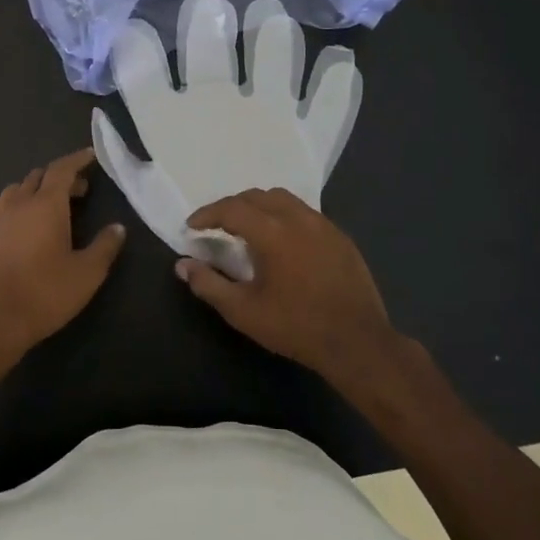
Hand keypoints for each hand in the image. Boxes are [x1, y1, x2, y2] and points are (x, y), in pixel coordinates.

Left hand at [0, 147, 126, 374]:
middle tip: (81, 188)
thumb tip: (118, 228)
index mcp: (45, 205)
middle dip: (61, 176)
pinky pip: (8, 209)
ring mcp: (0, 222)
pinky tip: (35, 230)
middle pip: (39, 177)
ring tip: (56, 205)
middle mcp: (20, 205)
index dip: (77, 160)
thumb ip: (104, 247)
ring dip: (38, 189)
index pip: (61, 170)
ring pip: (19, 191)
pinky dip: (25, 206)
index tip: (91, 155)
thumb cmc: (44, 293)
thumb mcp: (86, 273)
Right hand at [177, 188, 401, 389]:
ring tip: (248, 228)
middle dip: (232, 206)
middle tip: (217, 226)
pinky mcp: (340, 237)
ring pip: (284, 200)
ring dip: (260, 207)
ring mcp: (323, 225)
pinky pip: (306, 214)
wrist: (357, 342)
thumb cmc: (295, 326)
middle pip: (257, 196)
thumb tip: (182, 265)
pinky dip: (285, 217)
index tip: (192, 227)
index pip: (231, 209)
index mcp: (272, 232)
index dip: (207, 214)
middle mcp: (298, 218)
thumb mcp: (243, 311)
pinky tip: (283, 241)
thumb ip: (208, 284)